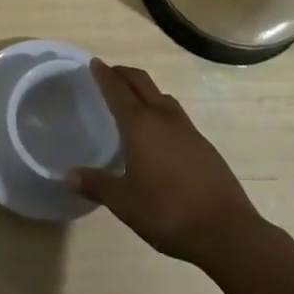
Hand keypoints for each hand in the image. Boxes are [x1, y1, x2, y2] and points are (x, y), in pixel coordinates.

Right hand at [69, 60, 262, 266]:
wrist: (227, 231)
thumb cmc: (168, 212)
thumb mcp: (124, 202)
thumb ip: (96, 184)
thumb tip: (67, 174)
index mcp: (140, 125)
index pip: (117, 89)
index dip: (104, 75)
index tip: (94, 63)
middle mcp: (163, 117)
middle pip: (141, 82)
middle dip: (124, 74)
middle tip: (110, 74)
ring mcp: (187, 129)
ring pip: (162, 96)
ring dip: (145, 90)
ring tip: (134, 100)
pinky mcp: (204, 145)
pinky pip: (176, 115)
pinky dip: (161, 110)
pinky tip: (160, 133)